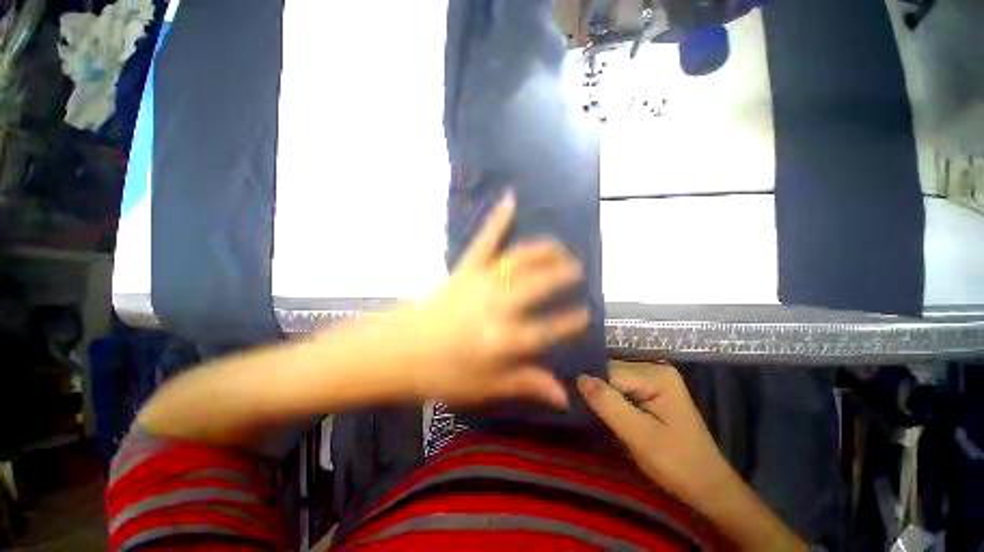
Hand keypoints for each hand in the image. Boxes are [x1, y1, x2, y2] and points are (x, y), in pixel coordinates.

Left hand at [390, 192, 588, 408]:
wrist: (399, 350)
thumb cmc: (442, 374)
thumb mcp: (486, 387)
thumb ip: (526, 384)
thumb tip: (564, 397)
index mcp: (503, 340)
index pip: (549, 329)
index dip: (572, 321)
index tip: (587, 313)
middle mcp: (497, 306)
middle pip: (539, 284)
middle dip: (563, 274)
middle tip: (577, 269)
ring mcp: (481, 282)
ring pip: (520, 259)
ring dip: (544, 249)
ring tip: (560, 247)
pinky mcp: (464, 269)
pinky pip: (484, 240)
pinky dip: (497, 219)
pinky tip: (510, 199)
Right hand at [577, 362, 733, 508]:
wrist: (707, 485)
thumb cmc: (677, 464)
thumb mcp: (640, 437)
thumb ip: (610, 405)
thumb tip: (579, 378)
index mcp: (657, 375)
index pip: (610, 372)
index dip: (592, 388)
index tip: (576, 403)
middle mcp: (655, 367)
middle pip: (611, 372)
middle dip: (597, 390)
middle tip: (587, 412)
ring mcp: (654, 377)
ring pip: (613, 378)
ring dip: (603, 395)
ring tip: (594, 411)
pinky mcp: (652, 388)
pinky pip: (621, 386)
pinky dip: (611, 398)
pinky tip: (607, 410)